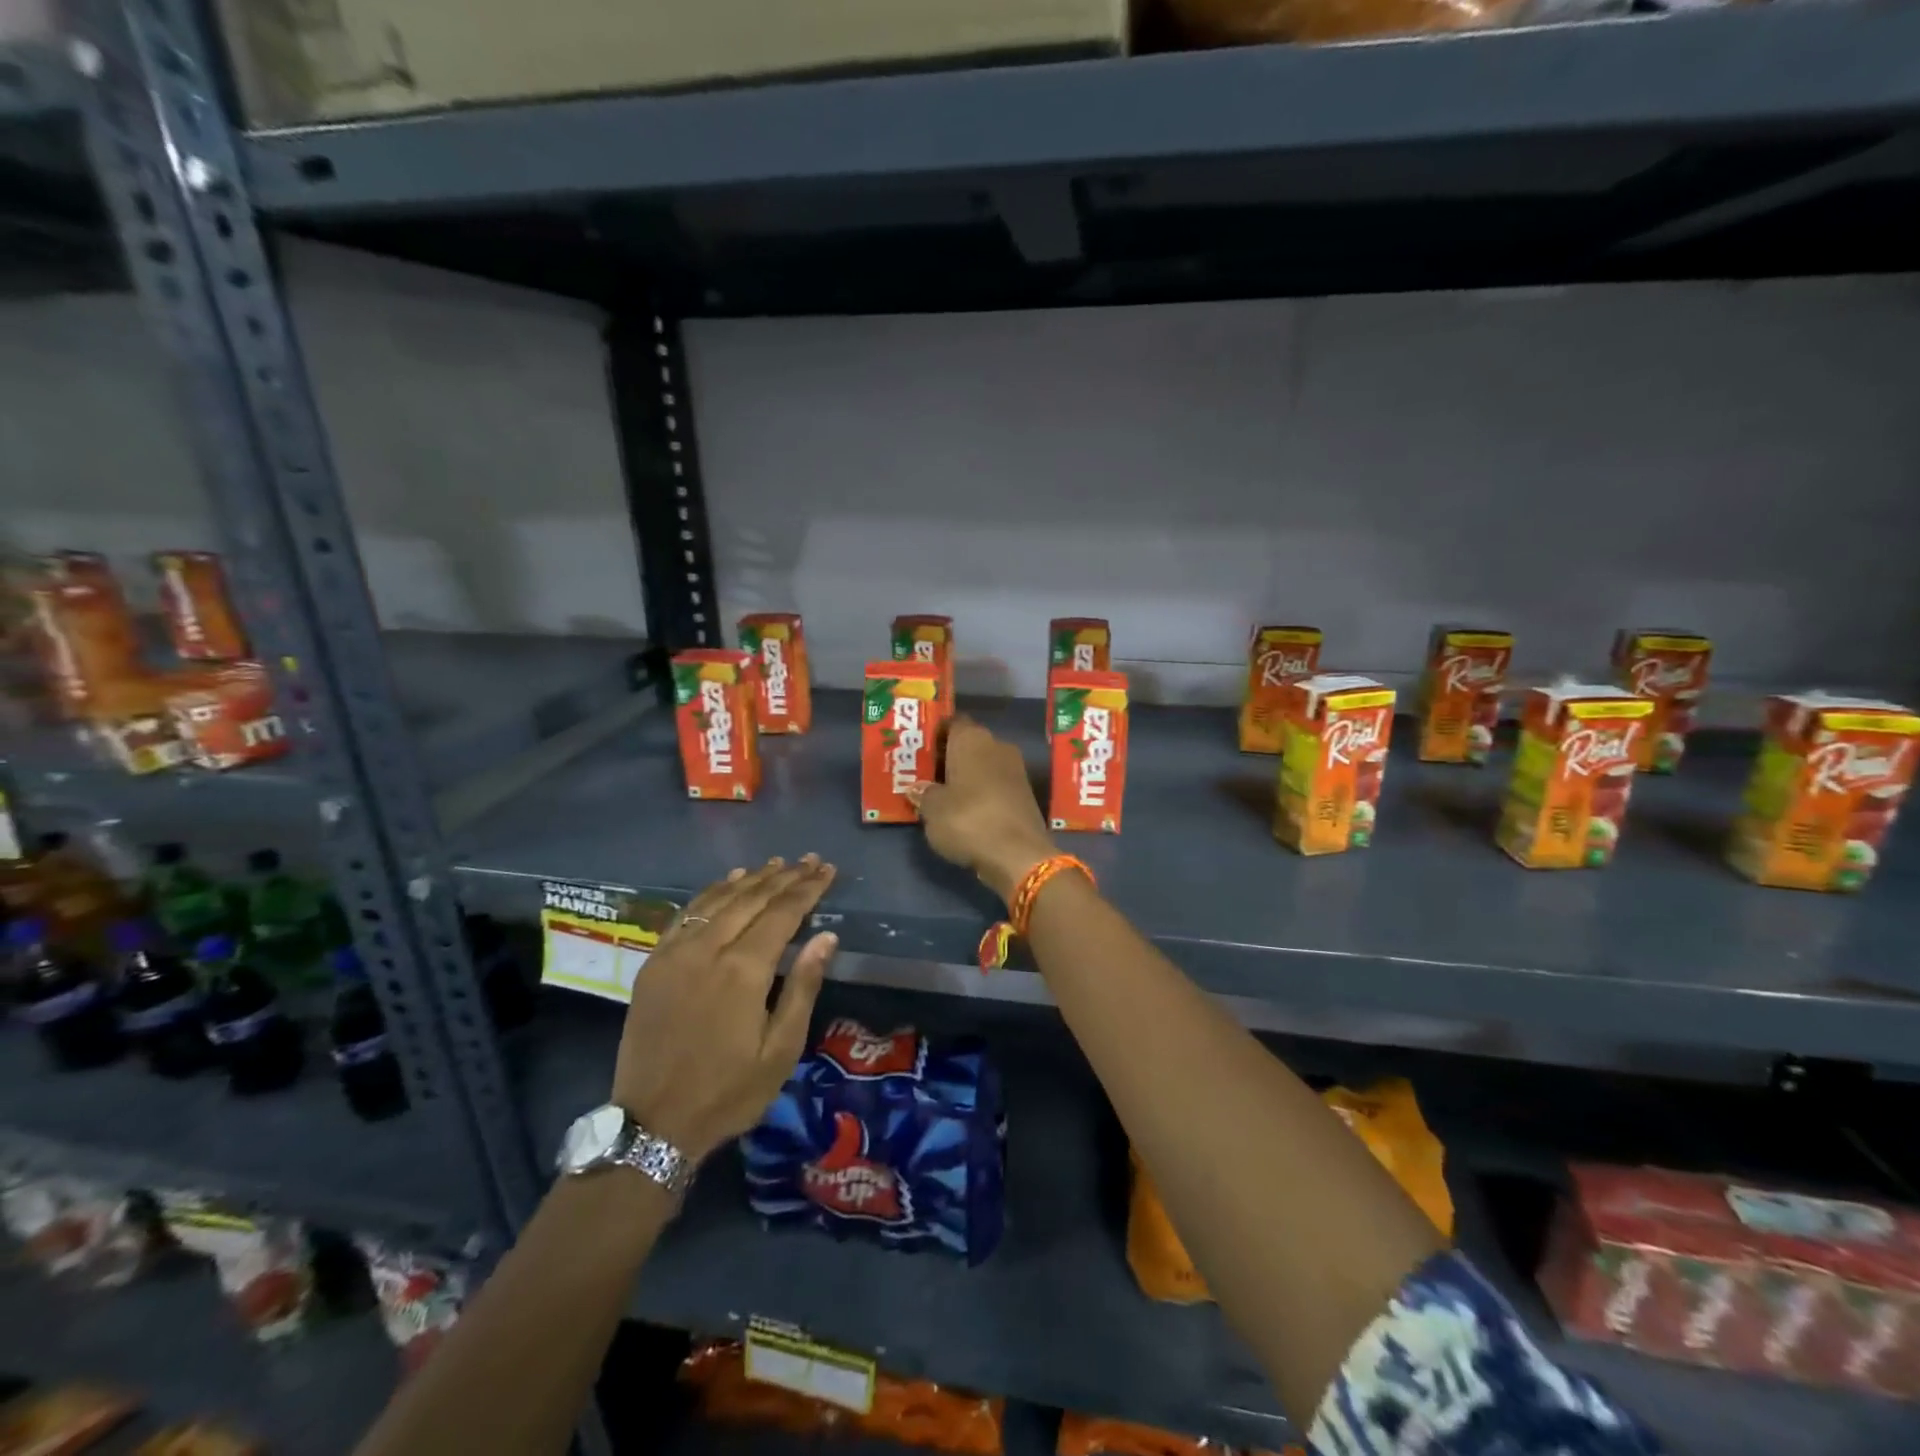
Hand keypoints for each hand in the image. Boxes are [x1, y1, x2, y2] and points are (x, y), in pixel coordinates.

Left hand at [612, 856, 838, 1160]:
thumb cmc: (728, 1092)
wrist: (652, 1124)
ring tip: (776, 864)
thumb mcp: (780, 1050)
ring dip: (751, 879)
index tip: (828, 870)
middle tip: (810, 859)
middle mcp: (708, 950)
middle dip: (785, 876)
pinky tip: (728, 883)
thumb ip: (802, 987)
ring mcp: (676, 953)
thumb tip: (827, 937)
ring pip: (719, 900)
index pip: (783, 913)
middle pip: (752, 899)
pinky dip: (711, 893)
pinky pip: (686, 914)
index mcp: (743, 970)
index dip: (808, 888)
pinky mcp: (654, 963)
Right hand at [909, 716, 1056, 903]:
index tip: (918, 749)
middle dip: (947, 757)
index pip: (951, 722)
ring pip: (982, 765)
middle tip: (923, 773)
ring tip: (939, 793)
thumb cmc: (968, 820)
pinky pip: (994, 785)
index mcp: (972, 738)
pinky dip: (979, 793)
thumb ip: (923, 794)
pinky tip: (963, 809)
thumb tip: (917, 788)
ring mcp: (1015, 770)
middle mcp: (996, 745)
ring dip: (964, 776)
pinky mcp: (1024, 794)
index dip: (934, 734)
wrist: (1018, 855)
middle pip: (967, 744)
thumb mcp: (933, 809)